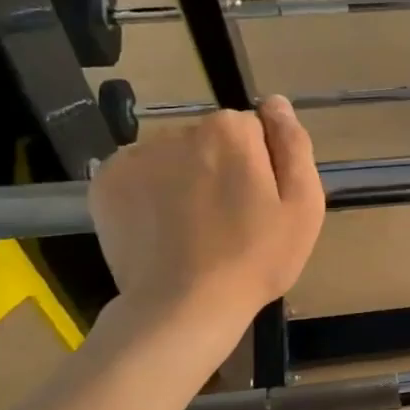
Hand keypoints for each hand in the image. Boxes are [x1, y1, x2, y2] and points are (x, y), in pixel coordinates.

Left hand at [88, 98, 324, 334]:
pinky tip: (162, 229)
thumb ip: (293, 145)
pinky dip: (151, 195)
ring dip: (185, 180)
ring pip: (174, 158)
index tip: (260, 204)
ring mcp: (136, 156)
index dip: (261, 167)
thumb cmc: (256, 259)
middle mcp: (179, 130)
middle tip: (230, 221)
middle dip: (221, 169)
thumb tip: (275, 102)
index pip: (253, 131)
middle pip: (211, 141)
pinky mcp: (106, 183)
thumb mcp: (303, 205)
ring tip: (193, 230)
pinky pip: (140, 176)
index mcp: (230, 131)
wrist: (183, 307)